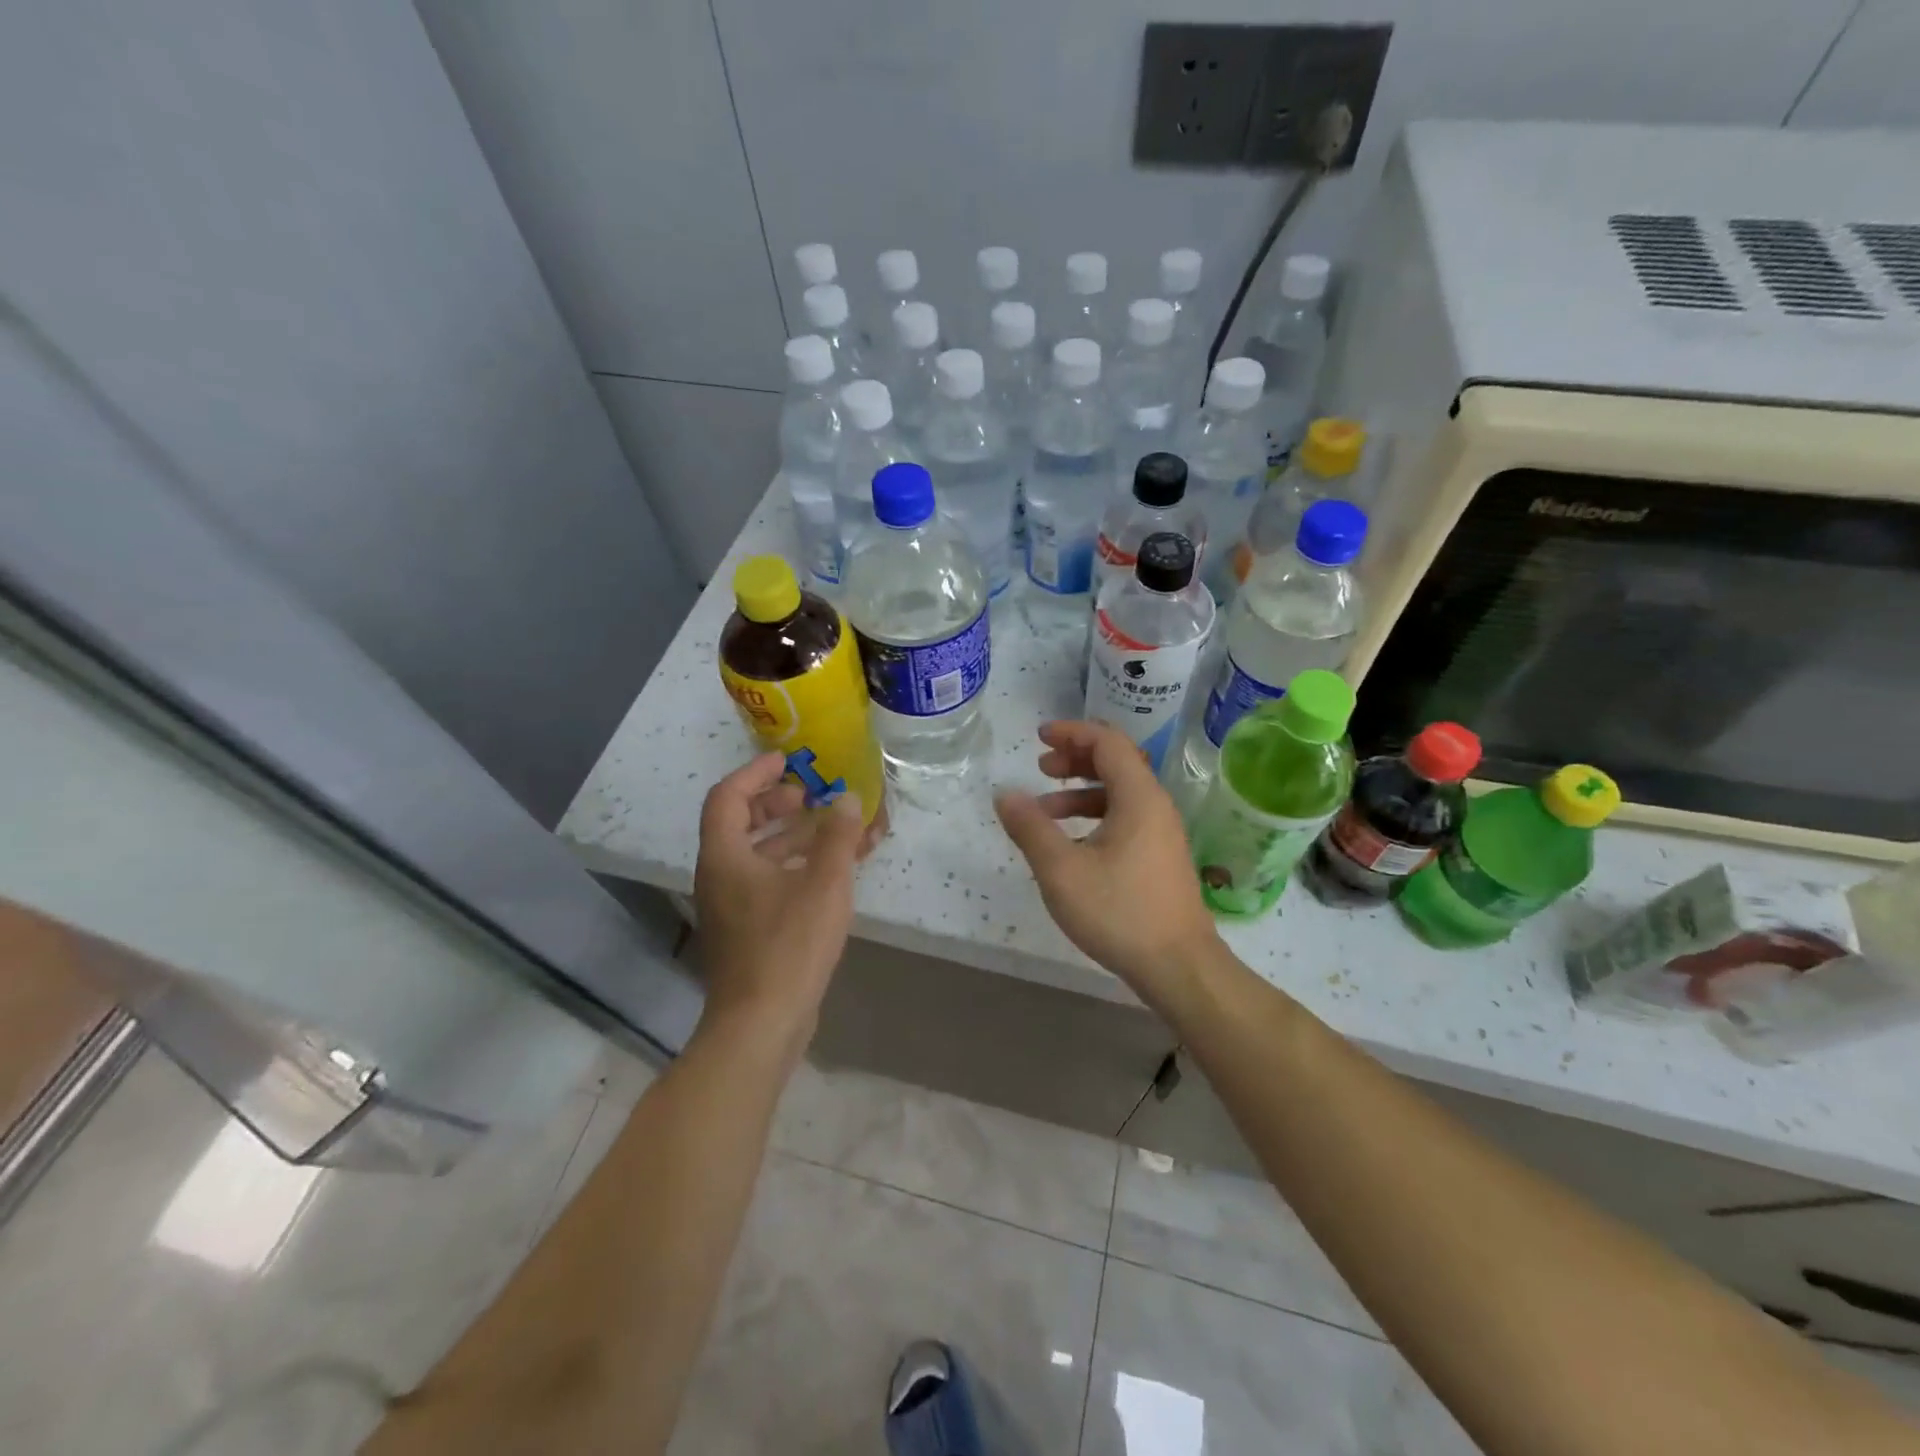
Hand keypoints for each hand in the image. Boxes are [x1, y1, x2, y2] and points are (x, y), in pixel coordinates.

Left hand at [693, 753, 866, 1051]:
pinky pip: (766, 882)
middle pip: (739, 823)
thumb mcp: (824, 883)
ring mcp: (730, 906)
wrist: (761, 1023)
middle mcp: (719, 876)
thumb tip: (846, 799)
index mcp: (725, 856)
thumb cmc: (789, 945)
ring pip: (756, 855)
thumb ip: (837, 836)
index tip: (788, 761)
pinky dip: (793, 867)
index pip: (728, 796)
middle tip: (810, 797)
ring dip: (790, 837)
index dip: (756, 773)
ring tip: (829, 829)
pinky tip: (827, 872)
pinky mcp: (746, 931)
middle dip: (776, 804)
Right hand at [995, 721, 1222, 998]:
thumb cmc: (1119, 912)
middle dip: (1075, 759)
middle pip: (1116, 763)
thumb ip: (1030, 827)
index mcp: (1138, 797)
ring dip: (1081, 791)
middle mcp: (1155, 806)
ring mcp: (1161, 833)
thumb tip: (1005, 793)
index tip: (1039, 737)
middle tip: (1041, 768)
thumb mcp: (1061, 870)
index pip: (1107, 742)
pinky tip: (1070, 843)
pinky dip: (1094, 816)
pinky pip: (1125, 818)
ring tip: (1044, 810)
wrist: (1178, 966)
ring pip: (1119, 793)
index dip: (1072, 733)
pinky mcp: (1159, 857)